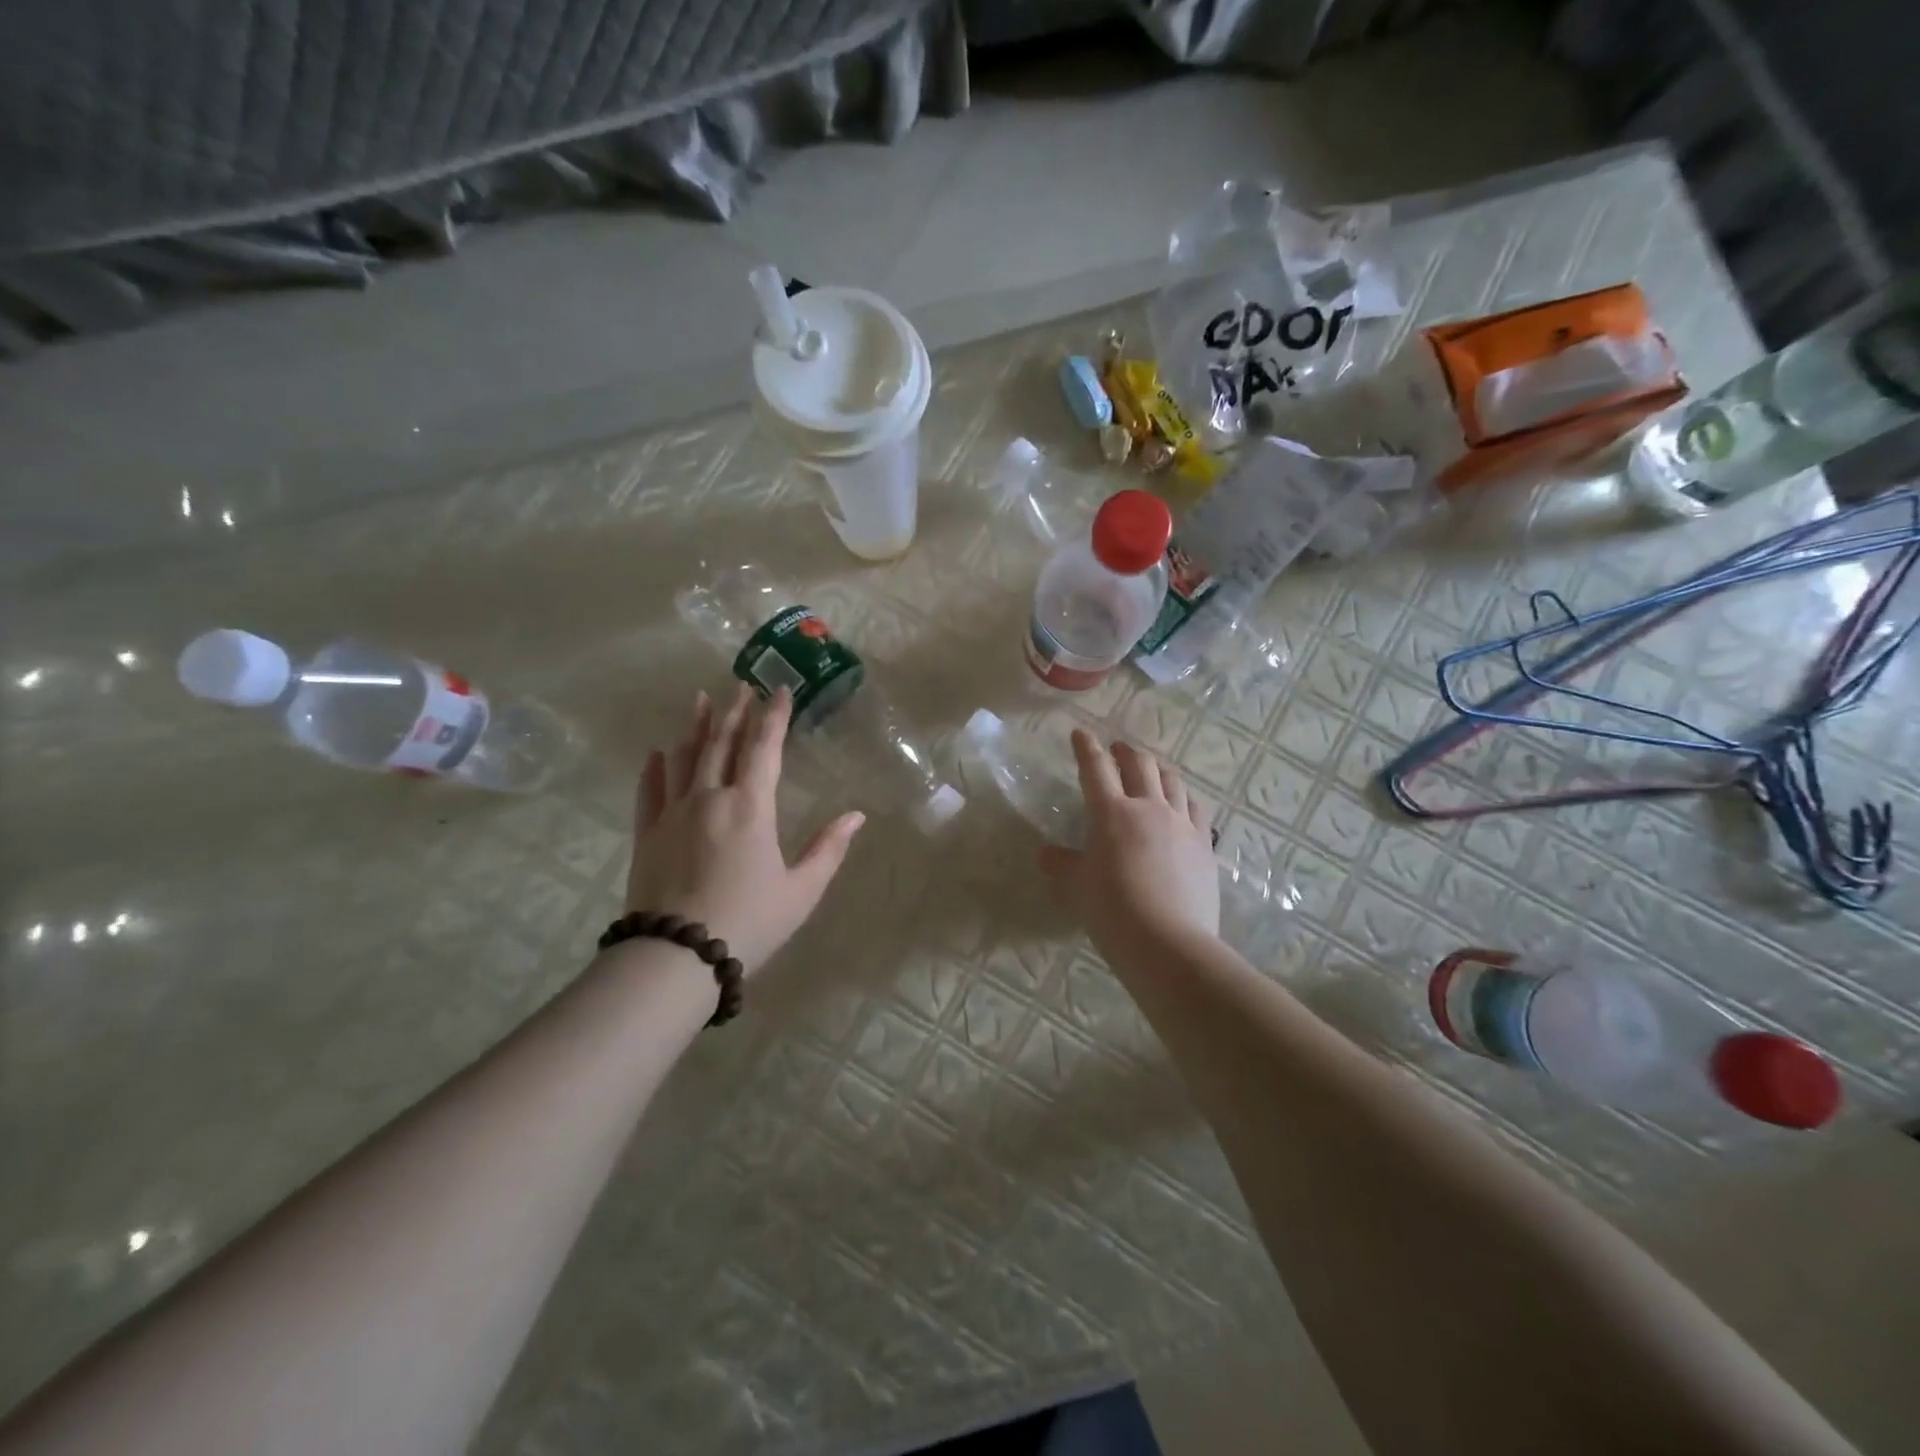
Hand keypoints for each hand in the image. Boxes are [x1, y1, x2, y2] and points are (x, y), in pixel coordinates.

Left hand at [625, 685, 863, 977]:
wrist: (677, 957)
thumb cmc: (749, 922)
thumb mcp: (801, 890)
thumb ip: (829, 849)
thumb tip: (857, 816)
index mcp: (750, 807)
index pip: (764, 748)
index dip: (775, 717)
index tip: (781, 690)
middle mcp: (710, 798)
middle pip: (721, 743)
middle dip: (734, 711)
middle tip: (741, 685)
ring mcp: (673, 813)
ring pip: (684, 758)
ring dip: (694, 726)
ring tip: (699, 699)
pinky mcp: (647, 834)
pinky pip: (649, 791)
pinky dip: (654, 768)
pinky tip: (657, 753)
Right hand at [1038, 729, 1219, 957]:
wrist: (1168, 942)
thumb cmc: (1112, 911)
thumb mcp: (1078, 887)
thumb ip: (1063, 864)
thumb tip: (1045, 854)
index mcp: (1111, 813)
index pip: (1095, 768)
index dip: (1086, 748)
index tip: (1080, 733)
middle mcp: (1148, 807)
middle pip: (1140, 765)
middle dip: (1126, 752)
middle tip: (1118, 750)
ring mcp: (1181, 824)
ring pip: (1172, 781)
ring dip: (1158, 769)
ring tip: (1151, 769)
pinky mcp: (1204, 844)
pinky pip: (1195, 808)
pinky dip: (1184, 797)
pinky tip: (1181, 803)